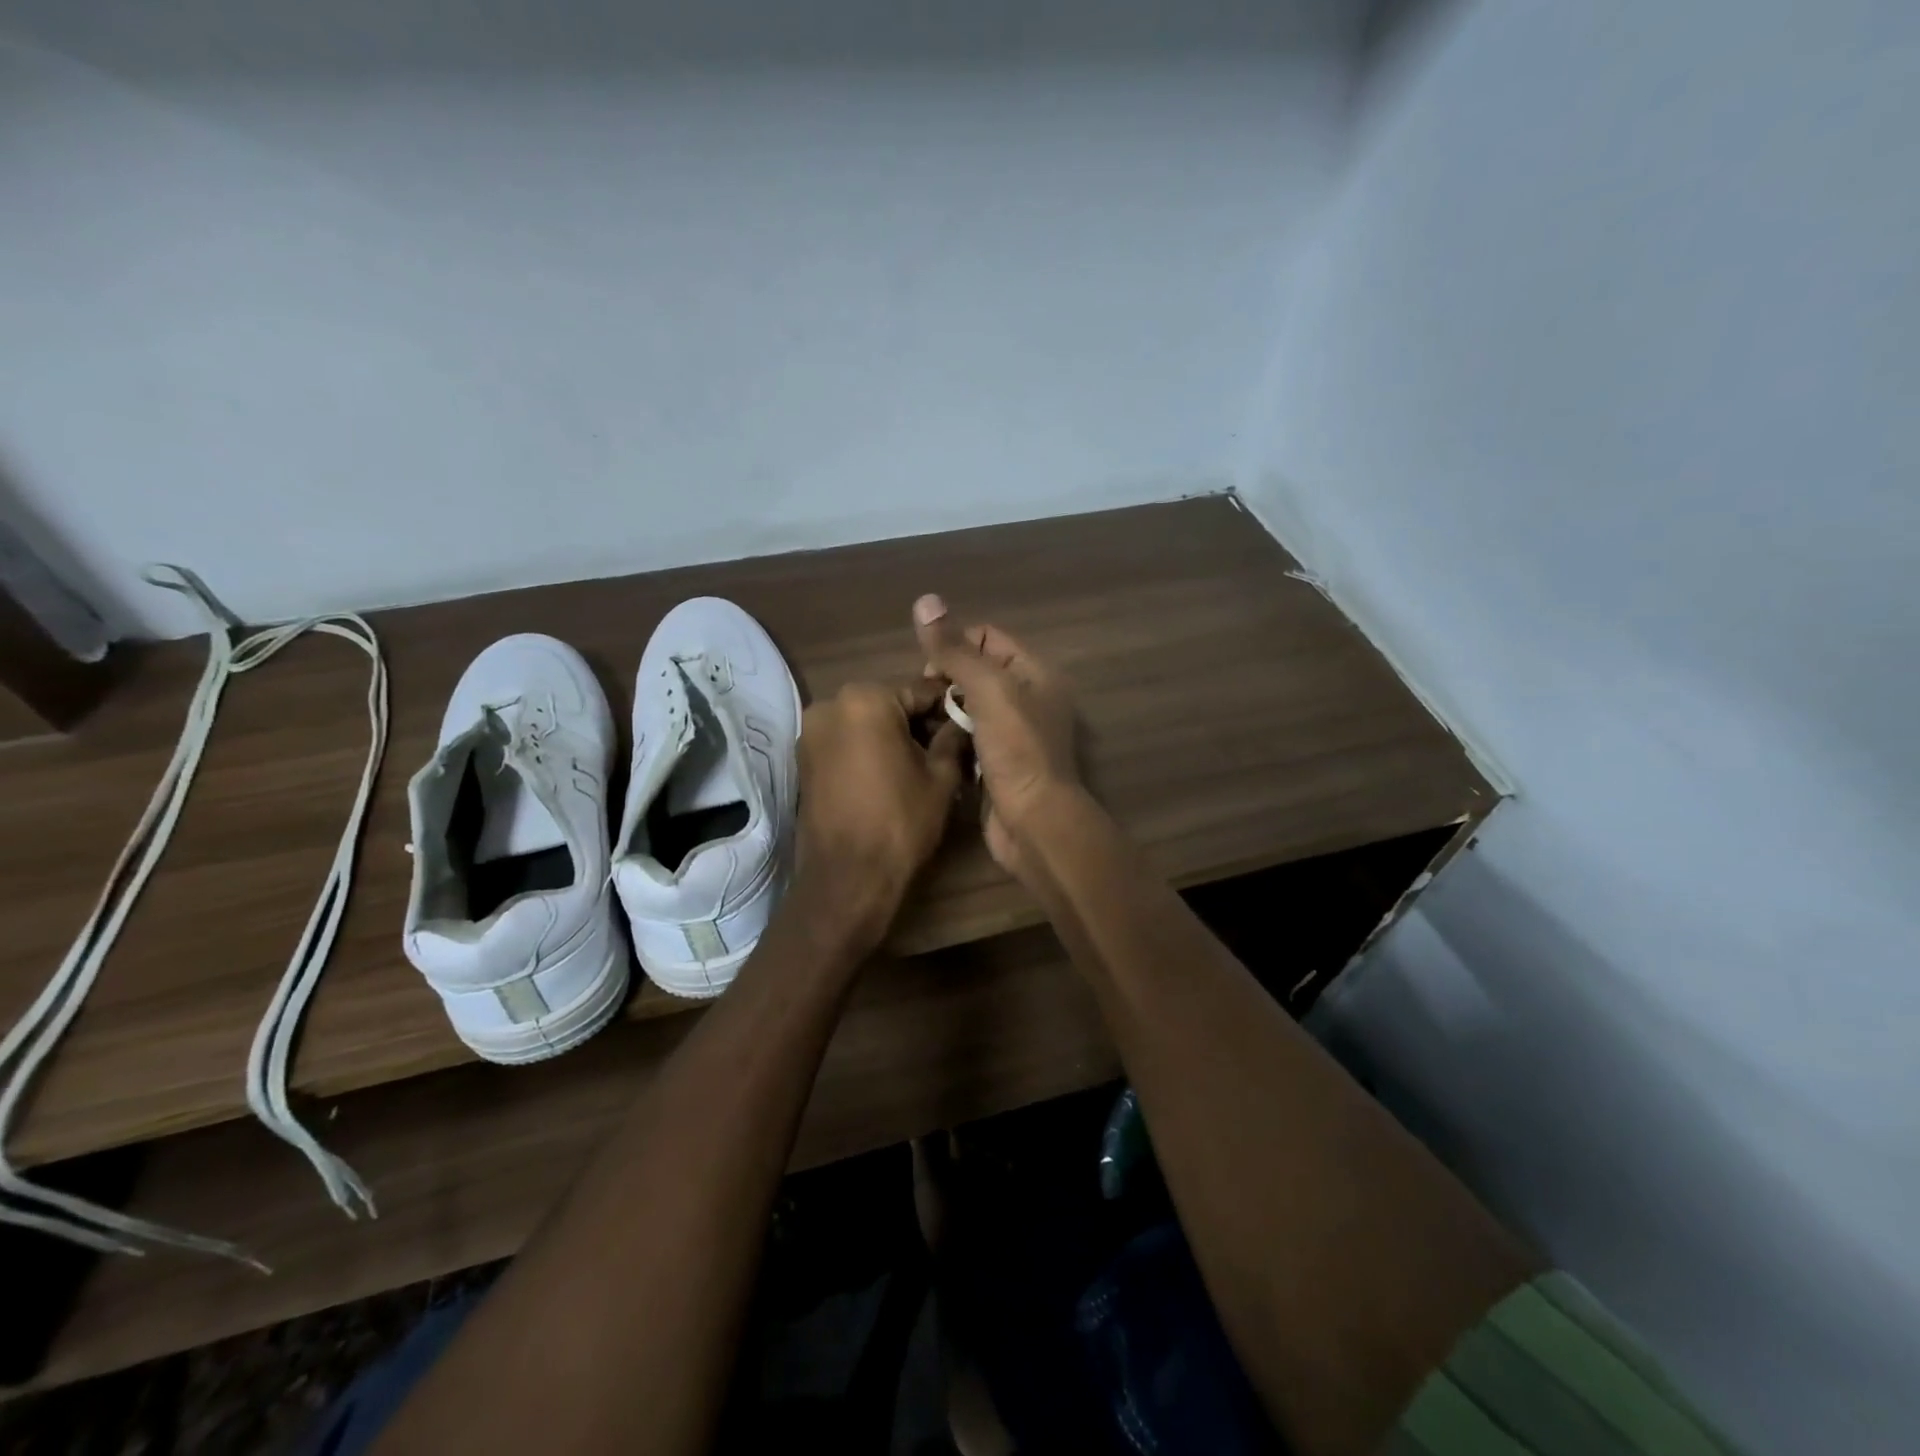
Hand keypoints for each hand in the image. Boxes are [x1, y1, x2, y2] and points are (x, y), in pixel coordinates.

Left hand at [795, 680, 968, 952]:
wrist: (847, 877)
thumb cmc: (900, 821)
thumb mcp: (941, 777)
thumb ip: (953, 739)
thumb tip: (962, 721)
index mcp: (866, 699)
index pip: (921, 691)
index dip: (948, 709)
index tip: (969, 725)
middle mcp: (830, 704)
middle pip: (889, 704)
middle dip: (917, 723)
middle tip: (947, 750)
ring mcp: (811, 732)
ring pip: (865, 723)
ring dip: (892, 737)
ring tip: (920, 767)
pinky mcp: (803, 759)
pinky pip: (845, 742)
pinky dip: (867, 751)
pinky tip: (889, 776)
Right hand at [912, 594, 1081, 879]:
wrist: (1033, 822)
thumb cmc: (1017, 749)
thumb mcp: (988, 690)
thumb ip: (956, 650)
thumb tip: (925, 601)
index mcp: (1035, 673)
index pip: (988, 637)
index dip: (956, 646)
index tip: (931, 672)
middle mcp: (1029, 698)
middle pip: (976, 671)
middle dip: (946, 679)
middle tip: (924, 700)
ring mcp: (1015, 733)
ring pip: (969, 707)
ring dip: (946, 710)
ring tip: (923, 722)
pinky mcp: (999, 762)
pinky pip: (969, 737)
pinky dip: (952, 737)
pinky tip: (932, 745)